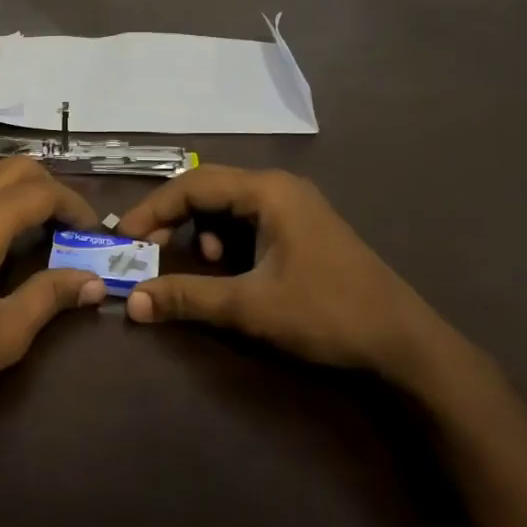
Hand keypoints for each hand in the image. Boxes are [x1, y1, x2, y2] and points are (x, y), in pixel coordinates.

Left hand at [0, 159, 105, 424]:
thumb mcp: (3, 334)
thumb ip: (51, 297)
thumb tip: (93, 281)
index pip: (44, 190)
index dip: (74, 205)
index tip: (90, 230)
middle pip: (13, 166)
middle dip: (47, 186)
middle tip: (62, 223)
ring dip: (10, 185)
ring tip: (23, 222)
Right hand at [116, 165, 461, 389]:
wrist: (403, 341)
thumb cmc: (325, 313)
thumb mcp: (250, 306)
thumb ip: (187, 297)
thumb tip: (131, 302)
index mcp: (267, 191)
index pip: (193, 185)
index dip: (152, 209)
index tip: (123, 236)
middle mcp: (278, 186)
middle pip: (209, 189)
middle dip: (173, 217)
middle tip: (145, 247)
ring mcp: (294, 205)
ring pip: (228, 205)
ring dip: (203, 230)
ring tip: (202, 264)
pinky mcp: (302, 226)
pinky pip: (250, 220)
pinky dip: (228, 239)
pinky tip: (232, 268)